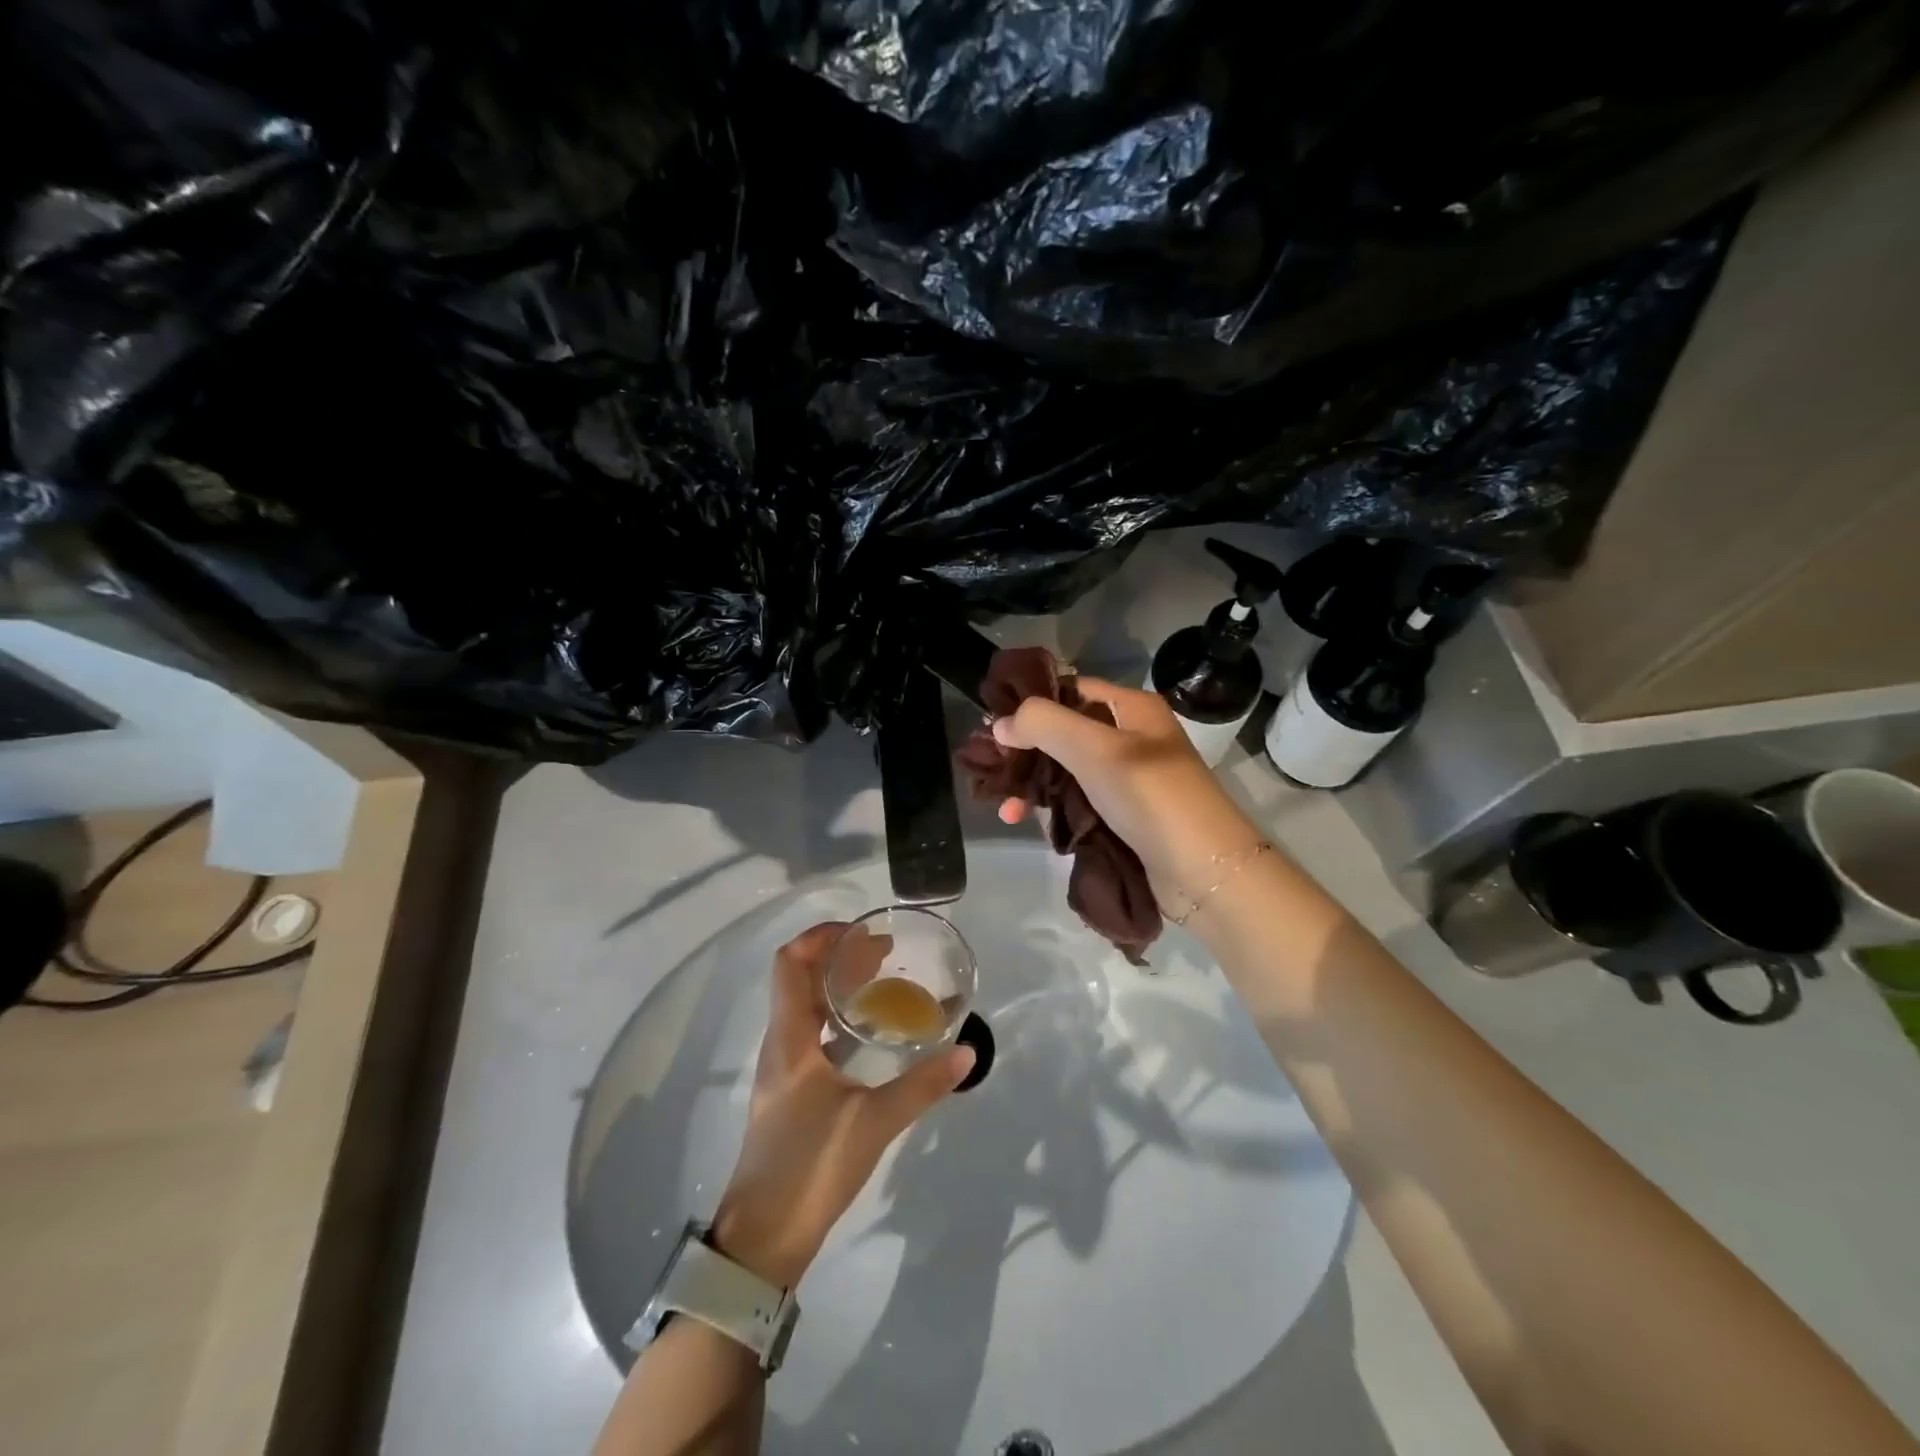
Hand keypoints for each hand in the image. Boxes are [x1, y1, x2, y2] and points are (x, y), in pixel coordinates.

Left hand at [712, 924, 974, 1287]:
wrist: (764, 1238)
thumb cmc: (810, 1167)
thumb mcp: (873, 1123)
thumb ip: (921, 1086)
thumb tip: (967, 1052)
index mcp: (789, 1038)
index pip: (789, 963)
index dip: (820, 937)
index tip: (862, 932)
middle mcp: (780, 1044)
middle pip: (799, 979)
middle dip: (838, 957)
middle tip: (886, 952)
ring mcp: (783, 1069)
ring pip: (805, 1007)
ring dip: (838, 987)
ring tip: (883, 981)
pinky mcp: (791, 1091)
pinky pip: (812, 1035)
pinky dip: (838, 1018)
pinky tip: (871, 1032)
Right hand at [990, 676, 1264, 900]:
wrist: (1204, 871)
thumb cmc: (1150, 795)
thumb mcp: (1094, 749)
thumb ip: (1043, 725)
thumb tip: (999, 724)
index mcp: (1131, 708)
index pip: (1070, 690)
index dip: (1031, 703)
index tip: (992, 725)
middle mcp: (1129, 737)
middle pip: (1063, 733)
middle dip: (1025, 752)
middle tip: (990, 772)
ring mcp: (1126, 779)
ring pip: (1065, 771)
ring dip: (1032, 786)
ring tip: (1005, 811)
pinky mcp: (1123, 816)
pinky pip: (1077, 802)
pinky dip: (1051, 809)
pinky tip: (1027, 822)